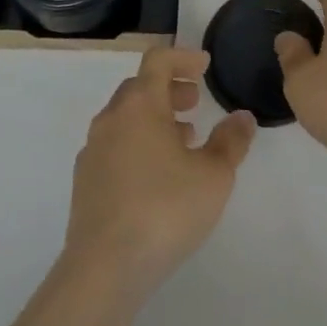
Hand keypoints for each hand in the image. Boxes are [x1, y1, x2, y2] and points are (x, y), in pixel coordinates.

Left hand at [63, 47, 256, 296]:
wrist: (104, 268)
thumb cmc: (165, 209)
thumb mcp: (213, 176)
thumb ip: (231, 141)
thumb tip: (242, 117)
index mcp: (140, 104)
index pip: (158, 60)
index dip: (183, 57)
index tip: (205, 66)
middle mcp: (112, 117)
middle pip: (140, 87)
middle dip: (170, 88)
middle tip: (195, 102)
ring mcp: (93, 149)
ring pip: (126, 117)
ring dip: (154, 118)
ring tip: (183, 141)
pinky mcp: (84, 181)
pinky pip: (114, 145)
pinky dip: (137, 143)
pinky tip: (156, 175)